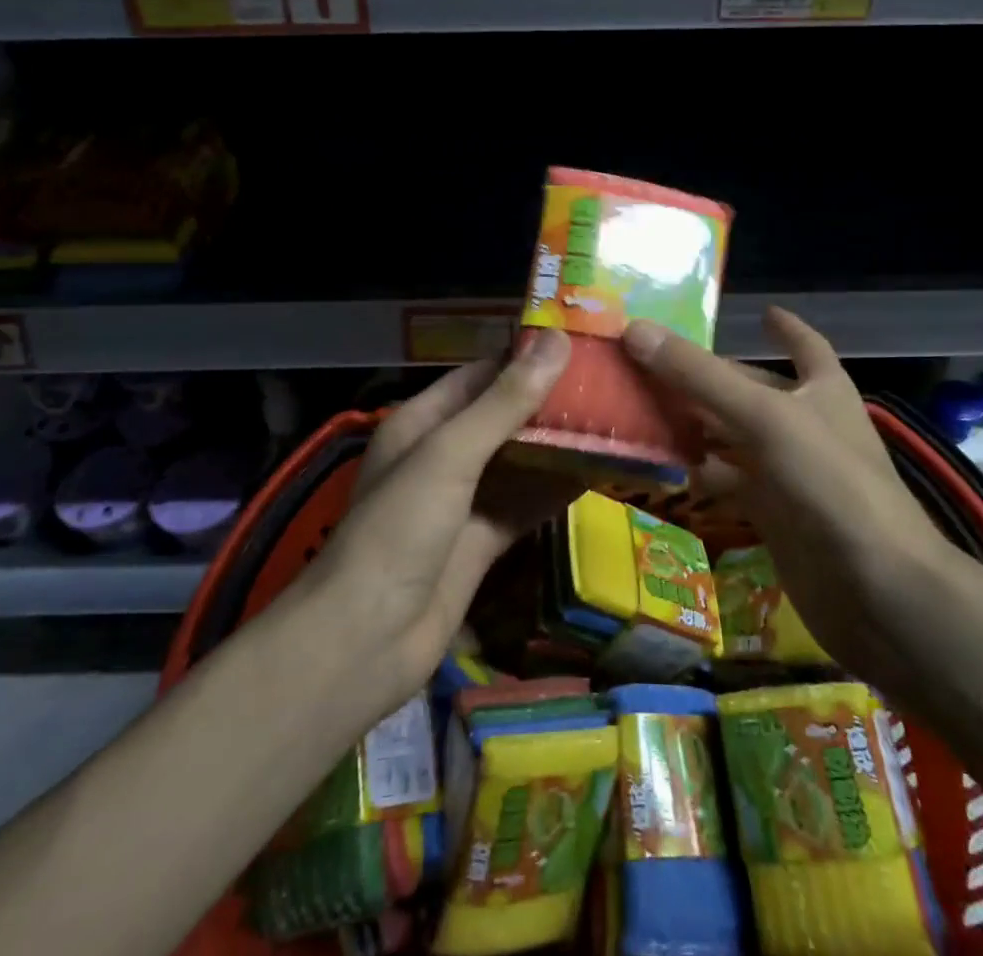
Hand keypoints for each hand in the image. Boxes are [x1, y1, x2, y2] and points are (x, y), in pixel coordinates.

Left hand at [311, 329, 579, 693]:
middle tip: (612, 383)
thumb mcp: (451, 454)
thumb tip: (557, 341)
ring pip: (519, 460)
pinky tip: (598, 473)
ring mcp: (463, 500)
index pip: (483, 374)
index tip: (582, 343)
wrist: (366, 641)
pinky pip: (525, 503)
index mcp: (423, 421)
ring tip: (615, 420)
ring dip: (559, 445)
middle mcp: (443, 454)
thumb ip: (505, 401)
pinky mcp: (481, 541)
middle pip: (505, 416)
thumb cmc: (400, 529)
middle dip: (551, 401)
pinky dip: (556, 489)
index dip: (528, 357)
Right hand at [621, 307, 948, 671]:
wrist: (878, 592)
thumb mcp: (765, 417)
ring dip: (694, 424)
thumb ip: (699, 376)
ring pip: (733, 437)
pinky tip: (662, 466)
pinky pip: (728, 482)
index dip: (787, 328)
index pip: (806, 346)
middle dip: (706, 378)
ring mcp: (790, 473)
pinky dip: (698, 472)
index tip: (763, 312)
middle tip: (648, 362)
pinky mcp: (774, 516)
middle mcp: (806, 425)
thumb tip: (635, 330)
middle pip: (750, 391)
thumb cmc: (830, 483)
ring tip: (640, 407)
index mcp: (821, 390)